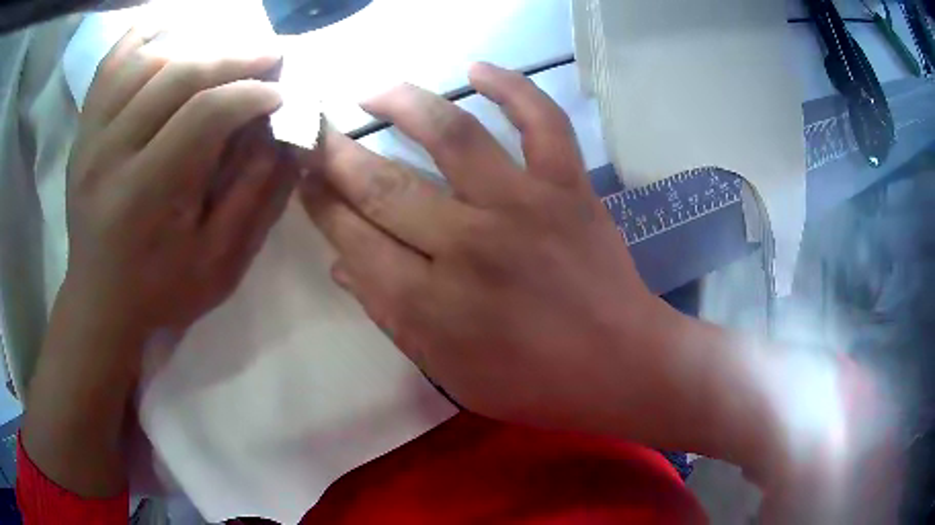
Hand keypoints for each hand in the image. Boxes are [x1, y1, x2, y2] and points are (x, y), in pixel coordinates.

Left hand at [66, 27, 295, 340]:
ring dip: (194, 45)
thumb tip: (288, 133)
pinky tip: (167, 26)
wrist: (100, 304)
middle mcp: (110, 154)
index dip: (251, 94)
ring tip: (226, 51)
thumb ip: (254, 194)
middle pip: (176, 75)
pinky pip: (109, 65)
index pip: (204, 113)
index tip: (282, 94)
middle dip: (233, 58)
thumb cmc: (161, 291)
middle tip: (270, 56)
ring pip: (145, 59)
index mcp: (144, 195)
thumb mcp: (219, 262)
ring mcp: (90, 137)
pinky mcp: (83, 131)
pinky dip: (140, 36)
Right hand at [300, 63, 700, 441]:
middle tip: (317, 133)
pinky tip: (477, 68)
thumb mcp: (449, 372)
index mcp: (432, 304)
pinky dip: (513, 87)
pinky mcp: (569, 187)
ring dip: (403, 104)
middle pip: (384, 186)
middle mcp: (469, 245)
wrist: (621, 364)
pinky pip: (541, 121)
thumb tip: (342, 263)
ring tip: (373, 92)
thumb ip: (392, 317)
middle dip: (338, 156)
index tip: (305, 178)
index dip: (321, 204)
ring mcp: (524, 206)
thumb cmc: (534, 382)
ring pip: (451, 136)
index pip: (354, 238)